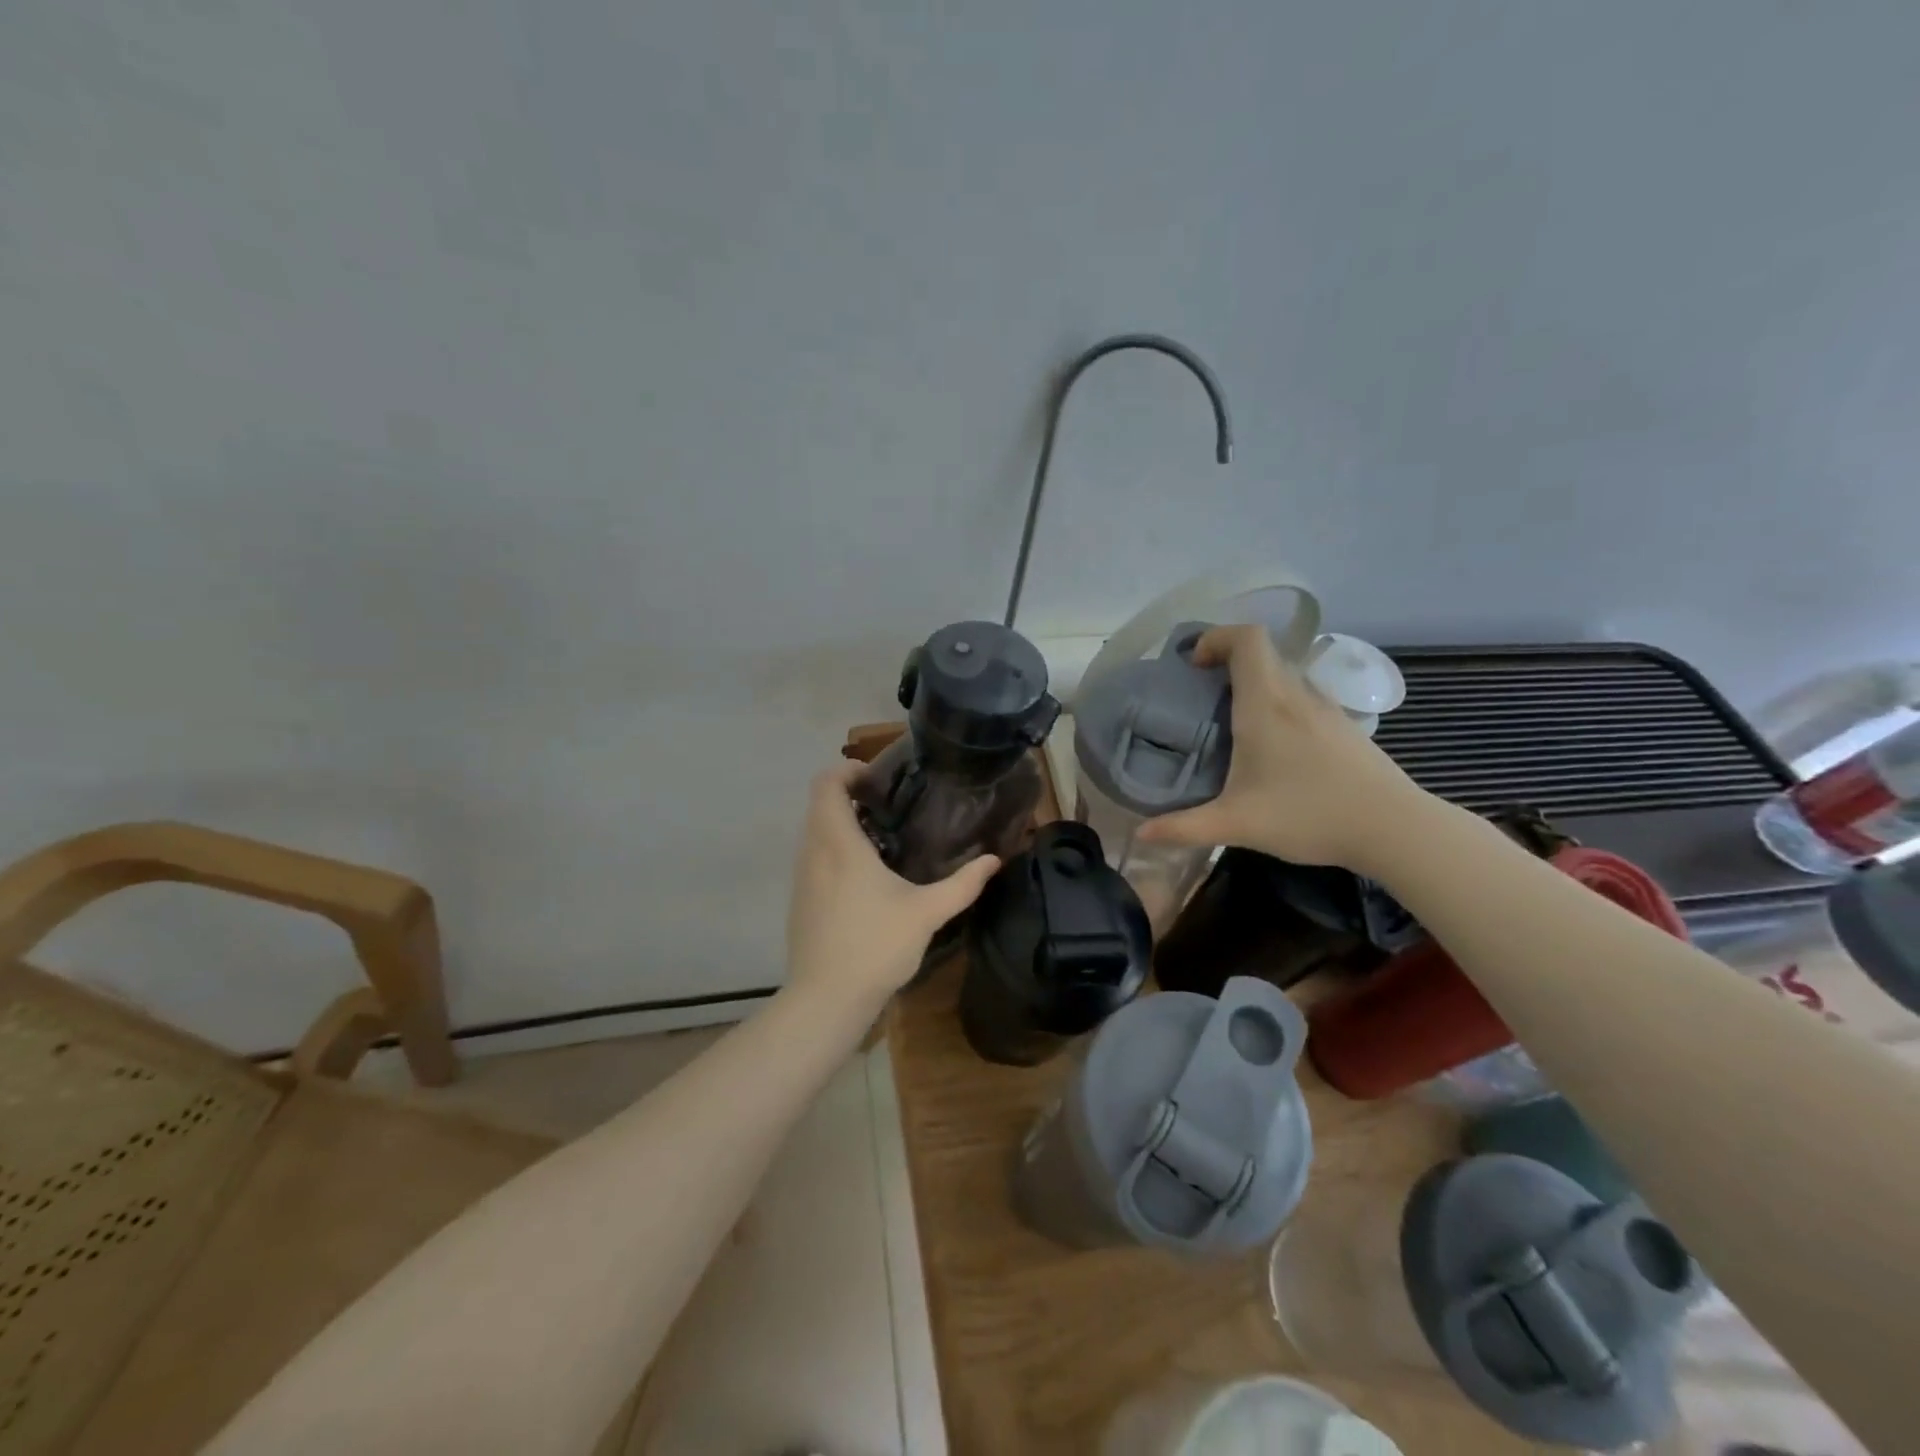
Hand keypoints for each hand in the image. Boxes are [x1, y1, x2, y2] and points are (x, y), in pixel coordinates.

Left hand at [784, 760, 1000, 1008]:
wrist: (826, 999)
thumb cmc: (876, 946)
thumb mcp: (927, 913)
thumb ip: (963, 884)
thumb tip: (994, 860)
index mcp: (839, 844)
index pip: (826, 784)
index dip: (847, 770)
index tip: (878, 778)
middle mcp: (813, 852)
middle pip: (819, 804)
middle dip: (849, 795)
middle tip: (889, 804)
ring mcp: (802, 877)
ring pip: (814, 832)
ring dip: (841, 823)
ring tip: (882, 836)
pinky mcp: (800, 900)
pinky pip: (814, 857)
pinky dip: (834, 849)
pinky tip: (865, 876)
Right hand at [1137, 624, 1423, 871]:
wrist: (1394, 828)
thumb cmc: (1309, 815)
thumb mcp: (1237, 824)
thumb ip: (1184, 828)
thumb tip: (1141, 834)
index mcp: (1267, 704)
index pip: (1247, 638)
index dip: (1216, 636)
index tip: (1194, 664)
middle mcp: (1297, 695)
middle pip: (1263, 652)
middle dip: (1228, 661)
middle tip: (1202, 694)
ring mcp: (1327, 708)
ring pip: (1285, 674)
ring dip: (1255, 683)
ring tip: (1233, 720)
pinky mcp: (1345, 726)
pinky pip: (1303, 697)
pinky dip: (1280, 703)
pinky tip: (1274, 747)